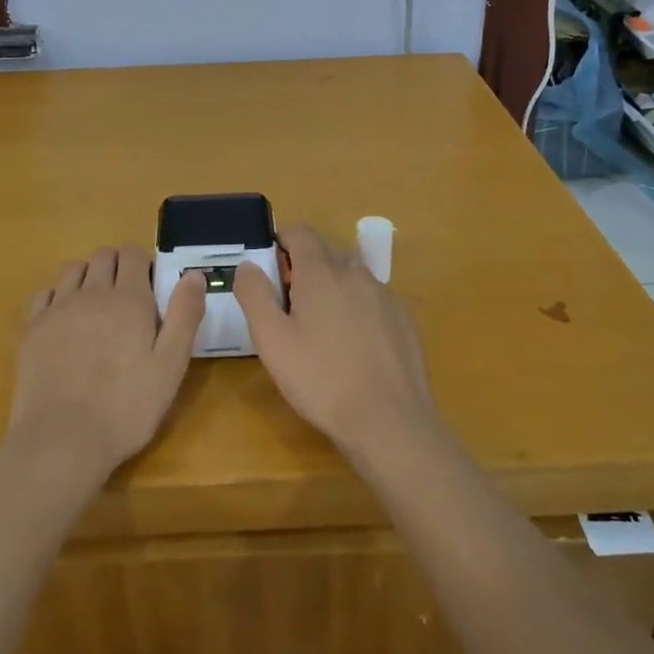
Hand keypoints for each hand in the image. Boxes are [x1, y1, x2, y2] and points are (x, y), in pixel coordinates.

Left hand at [6, 246, 205, 490]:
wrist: (62, 440)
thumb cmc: (126, 407)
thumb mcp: (171, 366)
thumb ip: (185, 315)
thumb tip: (194, 274)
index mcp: (129, 298)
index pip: (133, 254)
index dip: (144, 265)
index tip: (150, 289)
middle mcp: (91, 293)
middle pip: (103, 255)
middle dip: (117, 266)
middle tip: (127, 299)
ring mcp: (57, 309)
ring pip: (72, 269)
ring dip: (87, 277)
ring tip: (95, 307)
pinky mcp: (32, 329)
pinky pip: (44, 294)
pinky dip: (57, 297)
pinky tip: (64, 322)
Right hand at [234, 225, 439, 462]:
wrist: (389, 421)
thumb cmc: (321, 379)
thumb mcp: (272, 341)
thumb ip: (255, 295)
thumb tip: (248, 265)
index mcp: (321, 272)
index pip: (300, 232)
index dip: (281, 242)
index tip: (271, 271)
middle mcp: (356, 272)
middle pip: (326, 251)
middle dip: (305, 266)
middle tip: (290, 305)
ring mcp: (384, 295)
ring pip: (352, 274)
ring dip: (333, 286)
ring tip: (322, 327)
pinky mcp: (404, 318)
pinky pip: (373, 298)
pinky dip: (358, 307)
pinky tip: (354, 345)